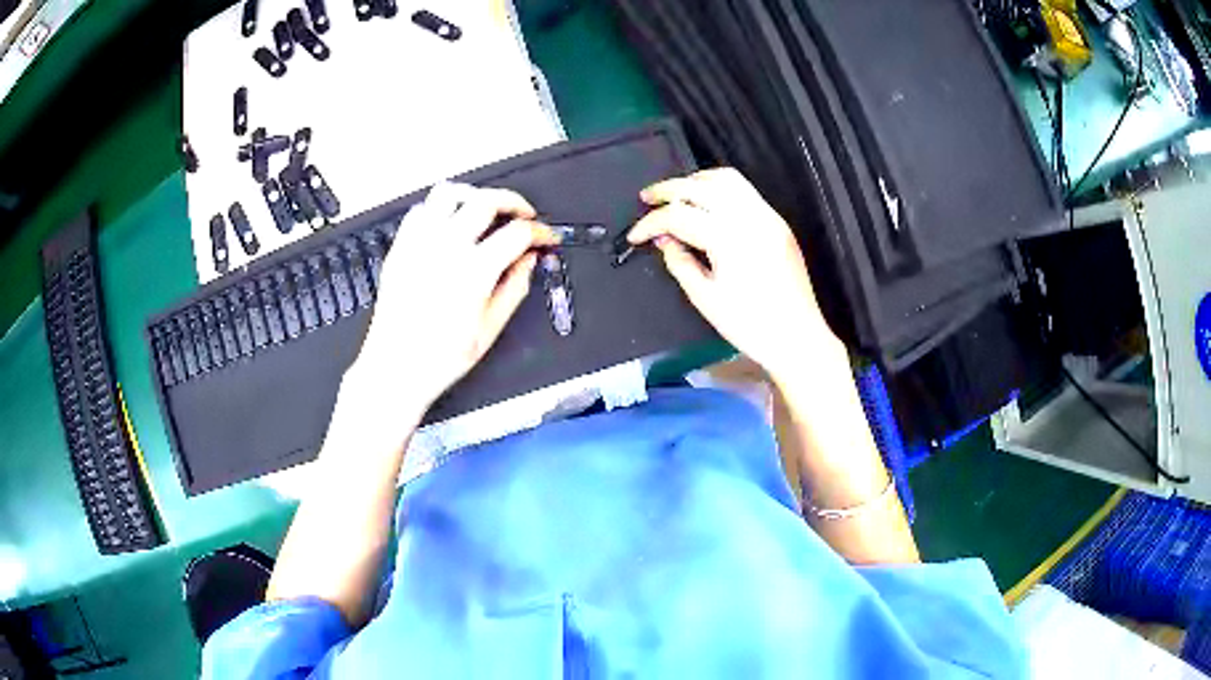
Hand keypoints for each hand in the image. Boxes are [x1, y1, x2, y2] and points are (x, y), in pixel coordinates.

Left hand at [350, 183, 557, 416]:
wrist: (395, 368)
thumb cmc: (439, 358)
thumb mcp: (489, 330)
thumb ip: (515, 288)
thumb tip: (529, 261)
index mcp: (474, 272)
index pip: (518, 233)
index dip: (539, 231)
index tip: (545, 237)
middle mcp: (446, 250)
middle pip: (486, 200)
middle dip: (513, 201)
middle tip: (522, 214)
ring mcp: (419, 245)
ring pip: (449, 193)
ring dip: (474, 195)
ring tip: (485, 208)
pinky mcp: (400, 248)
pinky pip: (420, 210)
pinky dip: (439, 209)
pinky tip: (449, 223)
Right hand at [628, 168, 839, 381]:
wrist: (797, 336)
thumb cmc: (750, 325)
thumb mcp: (705, 298)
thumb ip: (679, 262)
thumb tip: (664, 240)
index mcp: (728, 237)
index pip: (679, 216)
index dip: (651, 223)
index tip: (635, 236)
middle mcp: (749, 216)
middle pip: (699, 186)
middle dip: (668, 189)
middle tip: (646, 198)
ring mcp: (767, 215)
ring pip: (726, 178)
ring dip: (695, 181)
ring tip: (677, 195)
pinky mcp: (777, 222)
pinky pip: (745, 191)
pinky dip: (719, 188)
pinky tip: (707, 204)